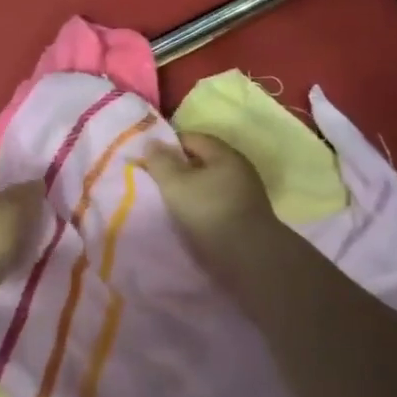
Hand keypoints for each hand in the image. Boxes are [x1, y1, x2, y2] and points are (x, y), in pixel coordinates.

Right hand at [142, 133, 280, 272]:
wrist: (248, 259)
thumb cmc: (209, 213)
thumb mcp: (175, 184)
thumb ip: (160, 161)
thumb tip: (151, 142)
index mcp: (225, 155)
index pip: (192, 138)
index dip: (168, 145)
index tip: (148, 159)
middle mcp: (239, 170)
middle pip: (202, 161)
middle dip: (178, 168)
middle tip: (155, 180)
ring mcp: (245, 194)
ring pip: (209, 184)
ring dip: (190, 190)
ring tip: (168, 202)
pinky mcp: (245, 217)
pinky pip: (216, 203)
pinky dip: (200, 206)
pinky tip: (187, 219)